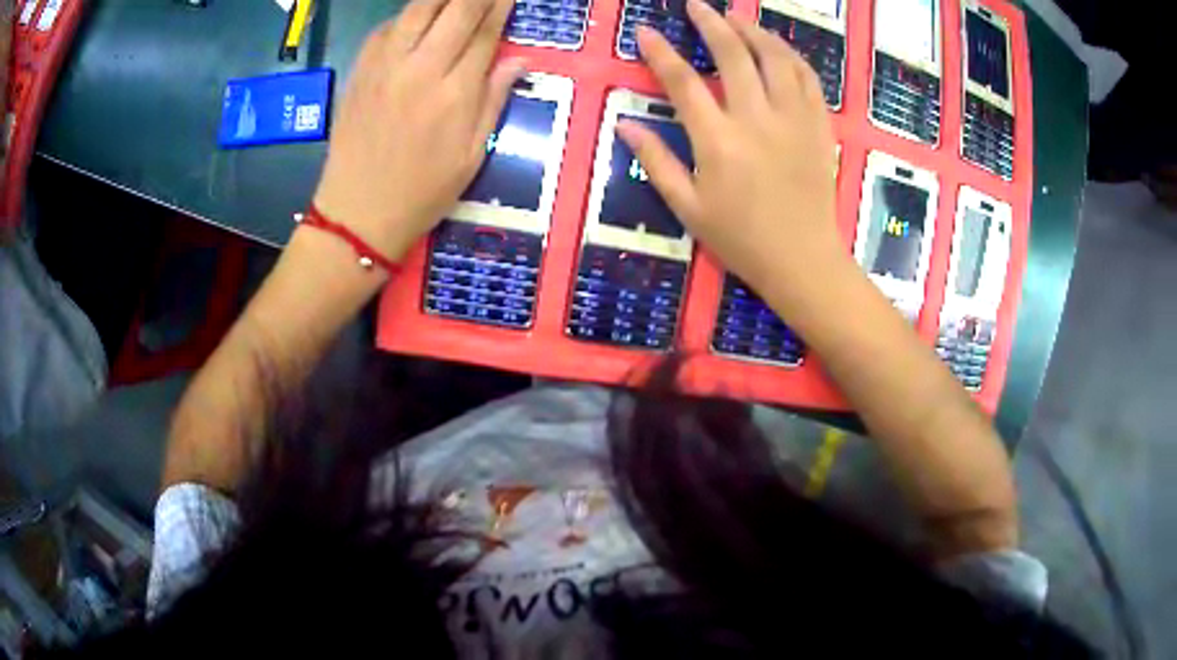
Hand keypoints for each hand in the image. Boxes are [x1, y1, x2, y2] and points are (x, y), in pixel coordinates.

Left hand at [313, 0, 524, 260]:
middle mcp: (420, 69)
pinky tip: (419, 18)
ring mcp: (384, 67)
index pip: (485, 32)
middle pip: (455, 10)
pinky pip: (387, 27)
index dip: (501, 6)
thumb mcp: (472, 155)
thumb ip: (495, 100)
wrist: (358, 213)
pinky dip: (408, 15)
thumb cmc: (422, 192)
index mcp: (455, 94)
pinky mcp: (360, 71)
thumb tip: (519, 60)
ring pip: (418, 9)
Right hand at [617, 2, 841, 311]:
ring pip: (775, 57)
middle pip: (732, 54)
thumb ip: (656, 161)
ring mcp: (793, 119)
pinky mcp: (818, 126)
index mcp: (718, 141)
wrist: (803, 260)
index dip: (660, 52)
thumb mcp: (688, 208)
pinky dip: (790, 55)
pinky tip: (777, 48)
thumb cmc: (741, 240)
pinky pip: (808, 78)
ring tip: (736, 18)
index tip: (647, 32)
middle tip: (696, 6)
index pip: (682, 82)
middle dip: (710, 23)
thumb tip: (625, 125)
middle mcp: (756, 120)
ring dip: (753, 31)